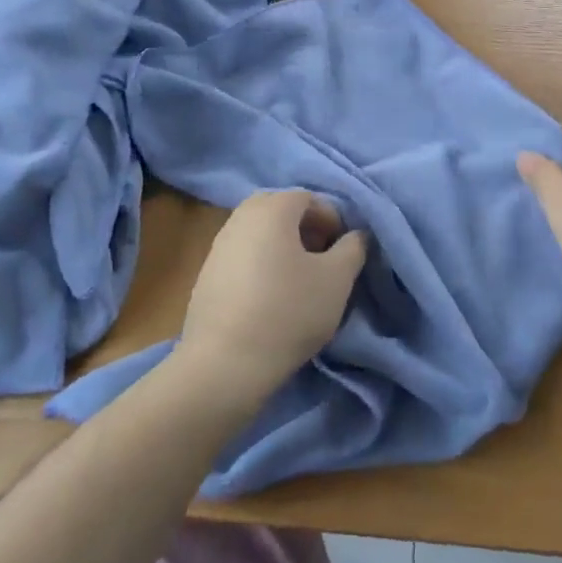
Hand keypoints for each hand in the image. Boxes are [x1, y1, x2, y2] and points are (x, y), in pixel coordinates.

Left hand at [176, 189, 367, 410]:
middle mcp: (240, 218)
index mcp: (272, 209)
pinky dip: (262, 266)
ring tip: (300, 283)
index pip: (309, 198)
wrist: (224, 364)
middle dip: (306, 230)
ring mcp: (218, 246)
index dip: (332, 220)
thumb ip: (353, 248)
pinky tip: (272, 300)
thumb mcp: (338, 279)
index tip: (342, 252)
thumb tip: (355, 235)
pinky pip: (243, 257)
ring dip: (284, 248)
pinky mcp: (205, 276)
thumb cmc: (289, 311)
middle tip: (323, 261)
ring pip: (260, 234)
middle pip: (281, 211)